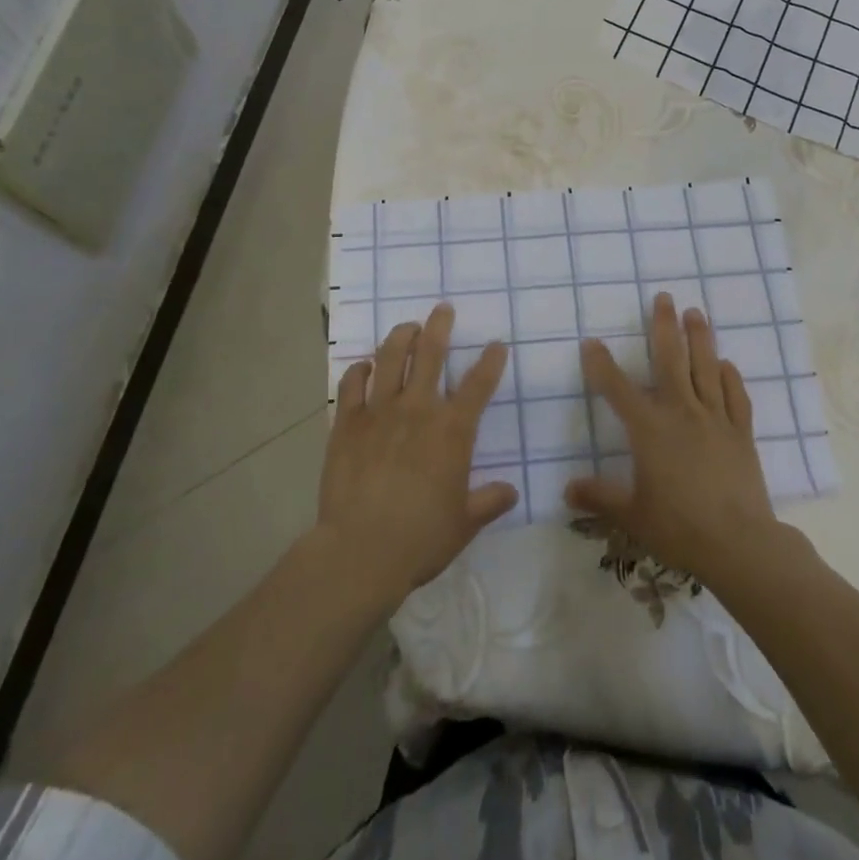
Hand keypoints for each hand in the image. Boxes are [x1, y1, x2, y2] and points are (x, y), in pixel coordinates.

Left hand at [317, 303, 517, 607]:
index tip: (496, 345)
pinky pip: (352, 383)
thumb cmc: (421, 538)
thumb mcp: (464, 524)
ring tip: (407, 327)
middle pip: (431, 354)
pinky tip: (365, 366)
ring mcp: (379, 411)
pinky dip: (360, 370)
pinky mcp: (347, 422)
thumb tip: (511, 491)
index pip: (479, 385)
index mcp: (452, 431)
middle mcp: (418, 409)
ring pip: (391, 357)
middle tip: (443, 309)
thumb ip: (489, 502)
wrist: (360, 550)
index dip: (490, 361)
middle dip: (440, 326)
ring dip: (401, 336)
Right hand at [565, 293, 784, 584]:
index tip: (591, 342)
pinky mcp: (741, 433)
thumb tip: (566, 489)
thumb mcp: (631, 515)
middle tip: (664, 297)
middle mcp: (681, 413)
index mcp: (650, 429)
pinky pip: (736, 397)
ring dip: (700, 338)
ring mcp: (715, 419)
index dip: (601, 364)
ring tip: (696, 312)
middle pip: (671, 360)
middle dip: (664, 326)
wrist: (739, 544)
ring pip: (706, 368)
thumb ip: (599, 497)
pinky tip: (727, 365)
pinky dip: (731, 377)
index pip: (618, 388)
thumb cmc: (679, 528)